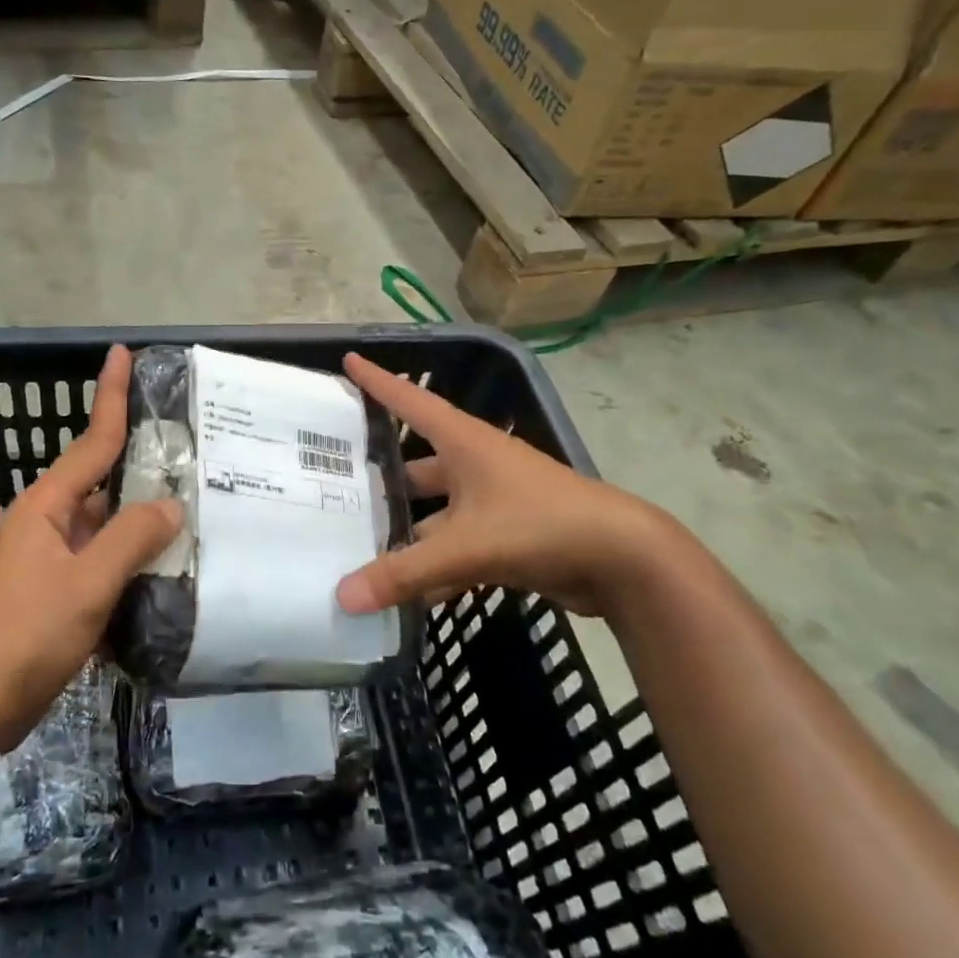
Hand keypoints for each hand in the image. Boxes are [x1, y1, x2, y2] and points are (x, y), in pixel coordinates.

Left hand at [0, 345, 180, 751]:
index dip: (110, 395)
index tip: (124, 354)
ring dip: (146, 517)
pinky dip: (136, 558)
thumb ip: (132, 538)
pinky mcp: (62, 593)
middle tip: (198, 445)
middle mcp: (51, 522)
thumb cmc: (26, 633)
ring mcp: (56, 559)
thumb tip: (171, 504)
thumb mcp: (86, 582)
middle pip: (107, 481)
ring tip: (200, 504)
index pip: (92, 440)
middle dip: (146, 462)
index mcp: (48, 506)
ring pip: (111, 525)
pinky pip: (107, 561)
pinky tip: (173, 565)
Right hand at [335, 353, 675, 617]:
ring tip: (360, 548)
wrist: (623, 559)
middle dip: (381, 479)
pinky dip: (435, 566)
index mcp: (464, 443)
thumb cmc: (541, 525)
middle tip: (335, 489)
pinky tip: (407, 592)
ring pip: (435, 513)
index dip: (378, 381)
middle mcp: (475, 465)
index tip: (348, 359)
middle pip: (416, 466)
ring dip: (407, 533)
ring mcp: (493, 502)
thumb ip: (405, 573)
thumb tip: (342, 598)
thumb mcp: (467, 546)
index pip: (410, 402)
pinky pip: (457, 546)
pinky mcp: (507, 536)